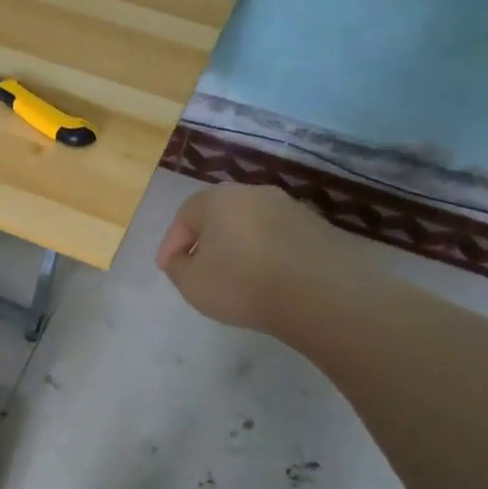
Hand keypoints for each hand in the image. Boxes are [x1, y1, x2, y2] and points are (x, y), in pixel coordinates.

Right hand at [155, 184, 355, 332]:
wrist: (320, 295)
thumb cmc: (243, 284)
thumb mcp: (191, 283)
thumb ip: (177, 267)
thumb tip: (182, 258)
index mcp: (219, 198)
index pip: (184, 215)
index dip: (171, 243)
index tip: (167, 268)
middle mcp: (255, 193)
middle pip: (220, 215)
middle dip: (206, 241)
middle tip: (199, 269)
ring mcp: (291, 208)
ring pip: (252, 225)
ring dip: (239, 247)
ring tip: (236, 277)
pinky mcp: (318, 228)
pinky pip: (279, 239)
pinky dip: (267, 255)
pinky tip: (268, 279)